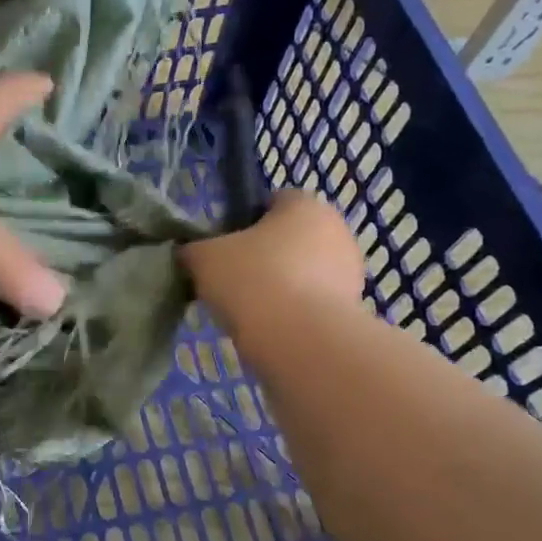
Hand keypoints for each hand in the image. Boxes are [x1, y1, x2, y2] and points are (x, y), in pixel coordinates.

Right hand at [182, 190, 366, 316]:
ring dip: (281, 285)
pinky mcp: (352, 309)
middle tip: (233, 279)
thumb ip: (193, 249)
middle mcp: (336, 230)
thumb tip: (190, 253)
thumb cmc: (252, 279)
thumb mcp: (203, 258)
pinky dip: (294, 312)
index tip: (224, 246)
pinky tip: (270, 329)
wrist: (298, 339)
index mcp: (304, 204)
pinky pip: (313, 302)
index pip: (273, 201)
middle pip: (290, 237)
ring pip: (304, 271)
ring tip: (249, 310)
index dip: (245, 221)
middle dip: (265, 255)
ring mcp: (349, 271)